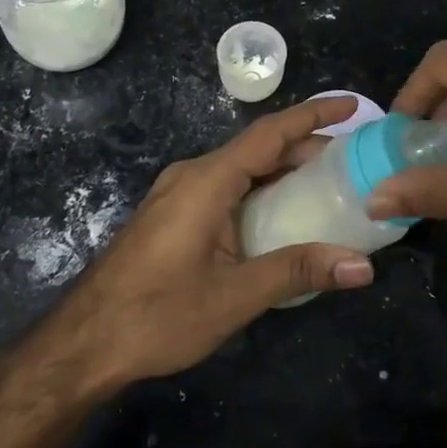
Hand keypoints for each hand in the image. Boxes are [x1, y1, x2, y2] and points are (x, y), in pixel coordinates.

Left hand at [44, 96, 374, 391]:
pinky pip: (225, 186)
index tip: (351, 105)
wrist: (84, 342)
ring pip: (241, 168)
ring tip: (328, 183)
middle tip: (353, 160)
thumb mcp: (234, 296)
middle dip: (305, 147)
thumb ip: (298, 272)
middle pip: (258, 148)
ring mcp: (179, 192)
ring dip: (282, 169)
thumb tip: (362, 267)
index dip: (313, 116)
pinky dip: (260, 189)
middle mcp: (193, 174)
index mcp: (208, 180)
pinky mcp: (173, 213)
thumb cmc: (157, 314)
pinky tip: (281, 214)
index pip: (270, 133)